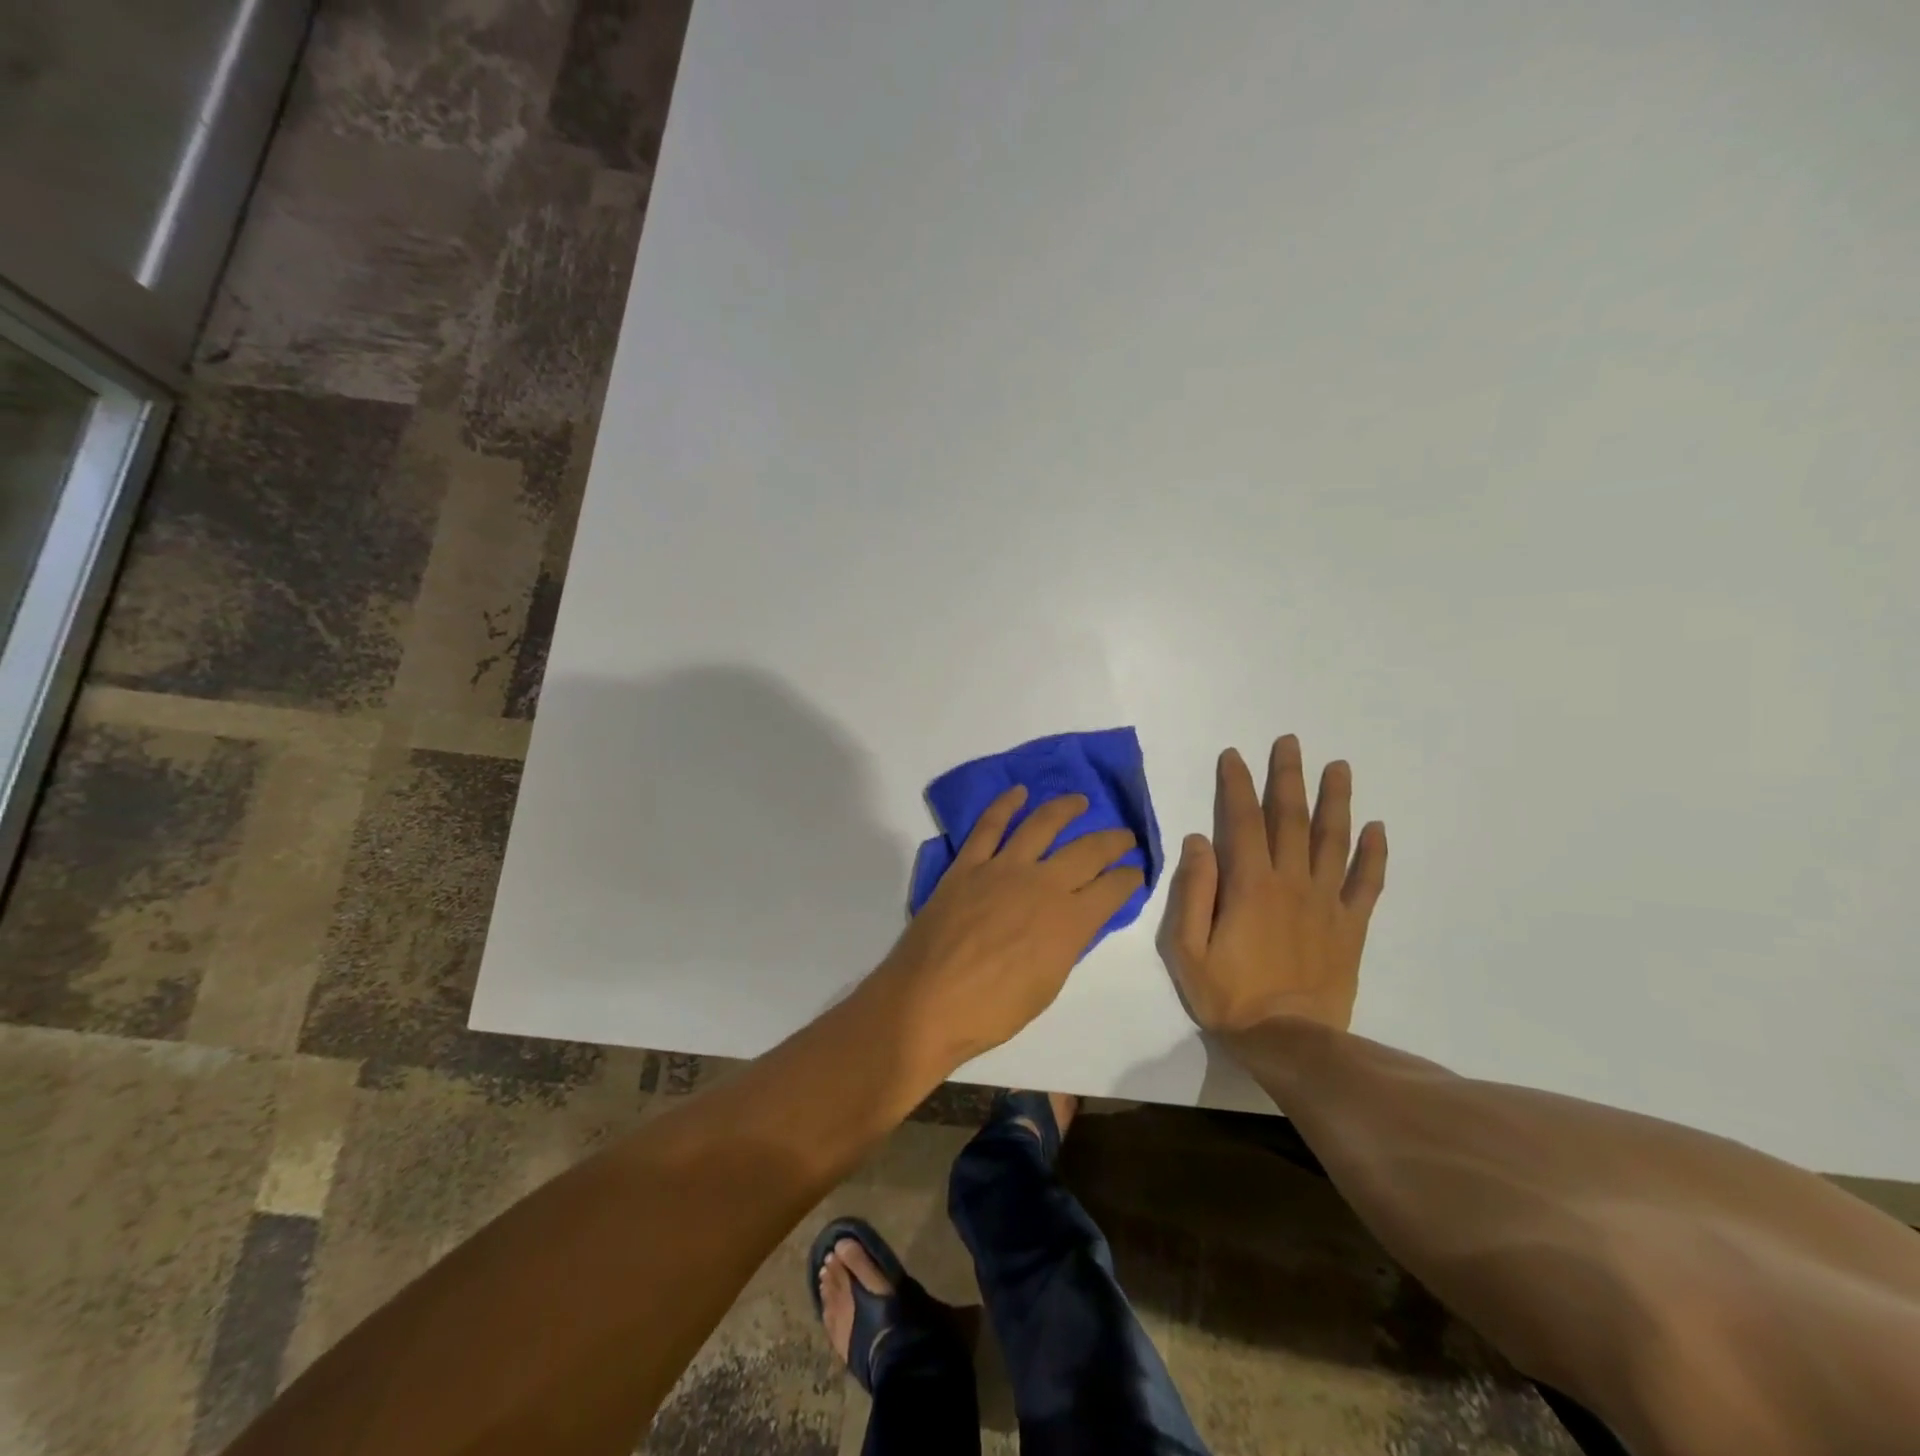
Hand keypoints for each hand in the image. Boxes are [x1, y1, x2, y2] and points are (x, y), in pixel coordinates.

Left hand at [878, 787, 1142, 1073]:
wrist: (928, 1002)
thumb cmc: (993, 1010)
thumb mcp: (1049, 984)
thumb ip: (1067, 944)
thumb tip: (1075, 920)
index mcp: (1070, 921)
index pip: (1114, 888)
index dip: (1130, 877)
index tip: (1135, 872)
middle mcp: (1043, 884)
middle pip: (1088, 850)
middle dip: (1113, 840)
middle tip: (1124, 835)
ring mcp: (1003, 869)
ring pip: (1042, 824)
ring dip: (1065, 808)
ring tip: (1079, 800)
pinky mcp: (968, 864)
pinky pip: (989, 826)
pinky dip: (1005, 804)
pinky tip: (1018, 793)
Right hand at [1158, 736, 1386, 1032]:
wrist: (1291, 1042)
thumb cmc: (1229, 996)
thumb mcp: (1187, 948)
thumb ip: (1193, 890)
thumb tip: (1199, 840)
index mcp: (1250, 884)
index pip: (1242, 820)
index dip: (1237, 784)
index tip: (1234, 755)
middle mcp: (1292, 882)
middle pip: (1291, 818)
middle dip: (1289, 776)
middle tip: (1291, 741)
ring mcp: (1327, 902)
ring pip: (1334, 840)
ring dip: (1336, 800)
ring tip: (1338, 767)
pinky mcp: (1350, 926)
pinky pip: (1367, 883)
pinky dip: (1374, 854)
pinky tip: (1377, 829)